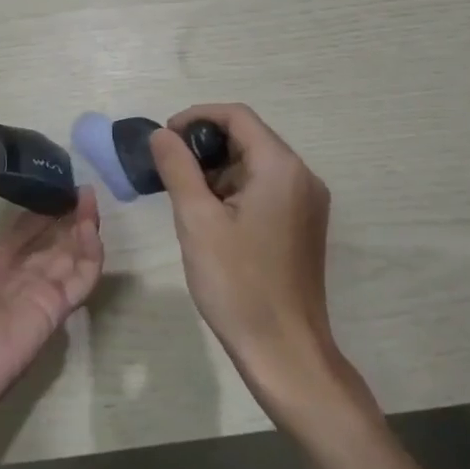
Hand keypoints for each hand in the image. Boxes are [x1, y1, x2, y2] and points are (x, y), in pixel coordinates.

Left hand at [0, 150, 103, 423]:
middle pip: (50, 237)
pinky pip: (83, 277)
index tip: (50, 177)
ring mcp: (40, 290)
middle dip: (65, 211)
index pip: (21, 226)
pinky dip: (92, 253)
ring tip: (89, 197)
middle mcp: (17, 272)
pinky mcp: (58, 308)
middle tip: (78, 185)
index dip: (36, 202)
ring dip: (83, 225)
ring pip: (71, 252)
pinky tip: (90, 227)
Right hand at [149, 104, 366, 416]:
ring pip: (255, 164)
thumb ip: (177, 168)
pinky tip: (211, 217)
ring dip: (218, 170)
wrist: (285, 352)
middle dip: (205, 146)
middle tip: (169, 169)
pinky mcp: (303, 225)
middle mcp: (302, 176)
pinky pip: (266, 188)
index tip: (164, 139)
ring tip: (185, 196)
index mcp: (281, 168)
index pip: (237, 116)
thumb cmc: (238, 283)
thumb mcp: (196, 220)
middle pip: (248, 137)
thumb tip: (162, 134)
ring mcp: (307, 203)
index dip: (196, 117)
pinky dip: (234, 190)